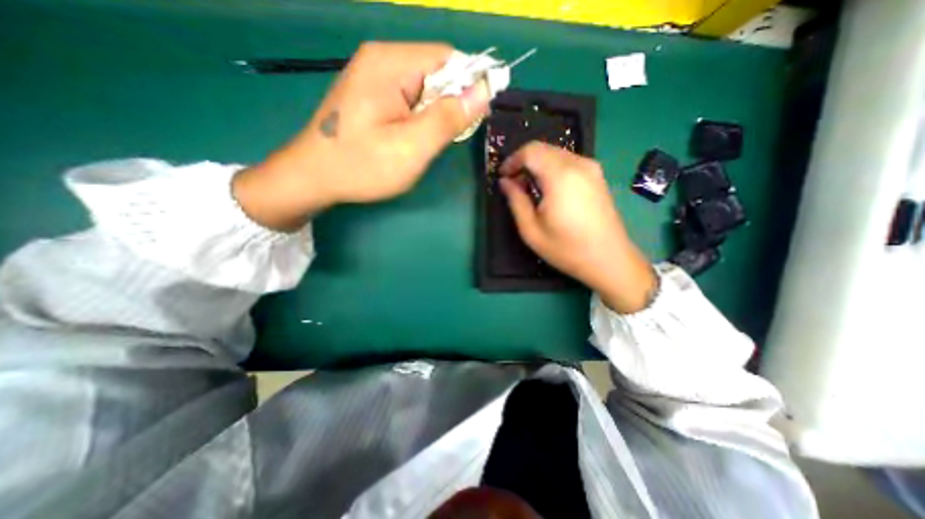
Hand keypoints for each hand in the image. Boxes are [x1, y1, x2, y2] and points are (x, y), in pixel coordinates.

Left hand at [231, 43, 489, 229]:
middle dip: (449, 104)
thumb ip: (448, 118)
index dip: (469, 85)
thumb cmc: (362, 166)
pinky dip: (419, 117)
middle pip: (436, 71)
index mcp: (390, 64)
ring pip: (424, 87)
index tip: (473, 118)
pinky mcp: (371, 92)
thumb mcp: (412, 147)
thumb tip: (483, 92)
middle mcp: (381, 59)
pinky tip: (409, 138)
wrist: (313, 177)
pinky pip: (409, 97)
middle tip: (440, 139)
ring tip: (422, 143)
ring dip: (434, 114)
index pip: (448, 58)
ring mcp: (373, 75)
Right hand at [499, 139, 657, 312]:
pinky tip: (548, 190)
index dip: (512, 160)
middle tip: (513, 184)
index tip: (503, 177)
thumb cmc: (566, 248)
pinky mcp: (597, 176)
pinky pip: (569, 162)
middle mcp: (578, 165)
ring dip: (538, 165)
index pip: (530, 151)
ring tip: (529, 188)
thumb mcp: (531, 230)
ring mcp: (592, 169)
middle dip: (524, 162)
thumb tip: (505, 182)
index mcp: (560, 176)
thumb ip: (516, 201)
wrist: (609, 259)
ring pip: (556, 154)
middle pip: (543, 149)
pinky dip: (552, 169)